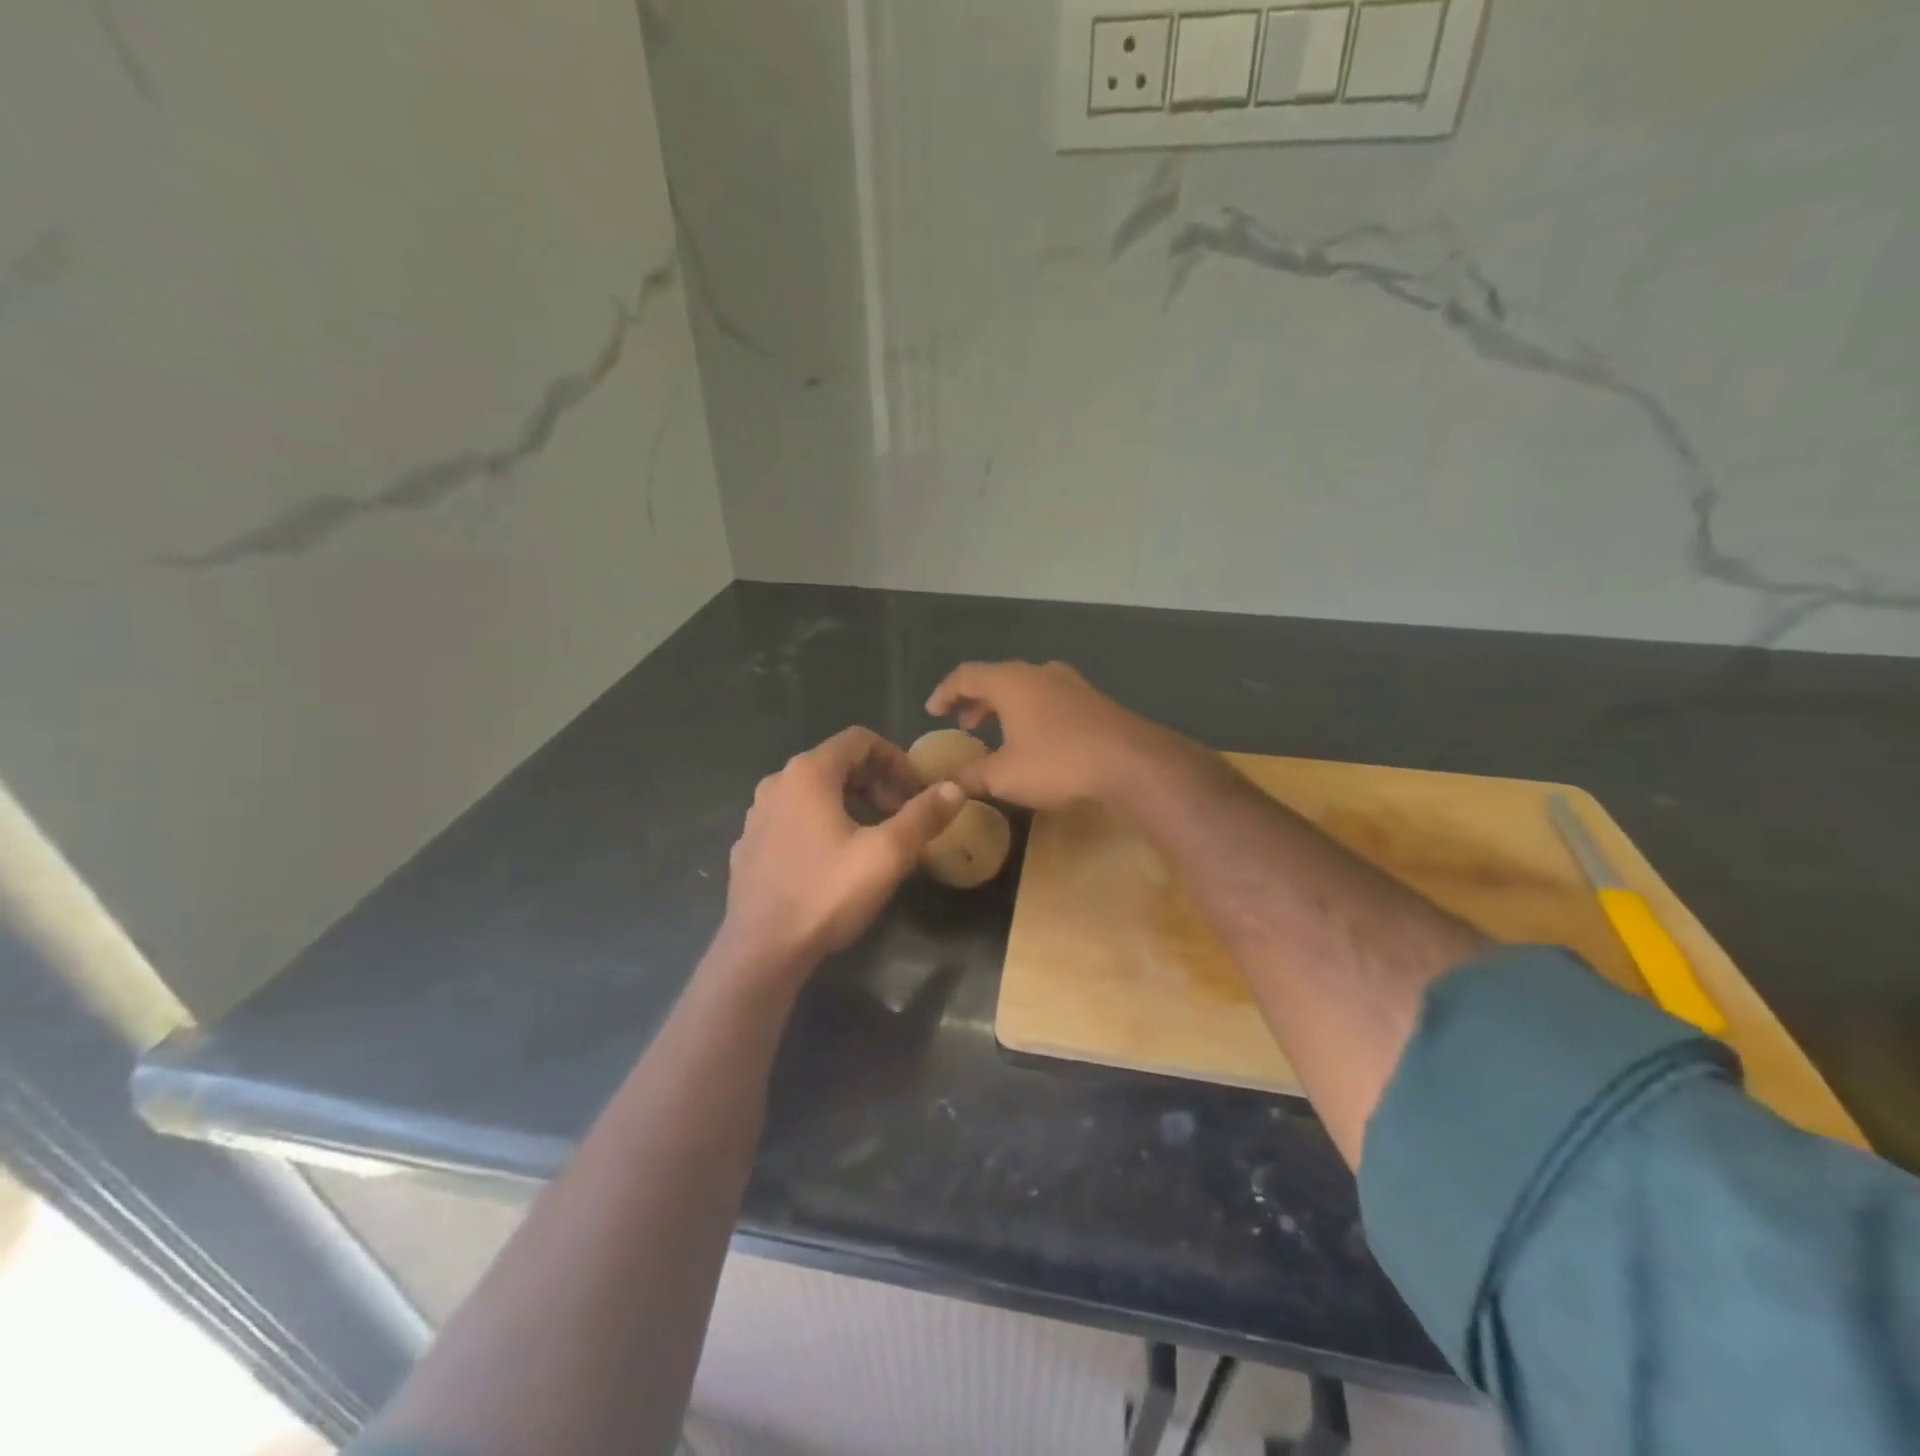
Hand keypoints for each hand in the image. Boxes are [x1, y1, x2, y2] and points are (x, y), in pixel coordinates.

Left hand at [716, 727, 965, 978]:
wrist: (762, 950)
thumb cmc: (827, 893)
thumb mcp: (887, 854)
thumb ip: (924, 815)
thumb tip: (954, 788)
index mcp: (808, 773)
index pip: (860, 740)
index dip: (897, 759)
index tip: (919, 791)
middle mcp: (777, 783)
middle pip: (837, 764)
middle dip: (877, 783)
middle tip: (904, 816)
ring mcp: (757, 815)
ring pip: (814, 793)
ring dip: (851, 804)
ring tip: (875, 838)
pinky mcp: (749, 845)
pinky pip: (793, 819)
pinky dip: (822, 824)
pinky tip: (835, 861)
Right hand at [925, 661, 1191, 811]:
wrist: (1131, 763)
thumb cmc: (1057, 762)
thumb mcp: (1004, 776)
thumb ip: (971, 777)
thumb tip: (948, 784)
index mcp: (1011, 681)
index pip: (966, 675)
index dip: (945, 692)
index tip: (932, 711)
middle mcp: (1040, 673)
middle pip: (998, 678)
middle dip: (976, 700)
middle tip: (964, 723)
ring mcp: (1072, 684)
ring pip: (1027, 688)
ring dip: (1006, 707)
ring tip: (997, 733)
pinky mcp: (1094, 702)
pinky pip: (1050, 700)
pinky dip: (1032, 713)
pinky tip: (1037, 740)